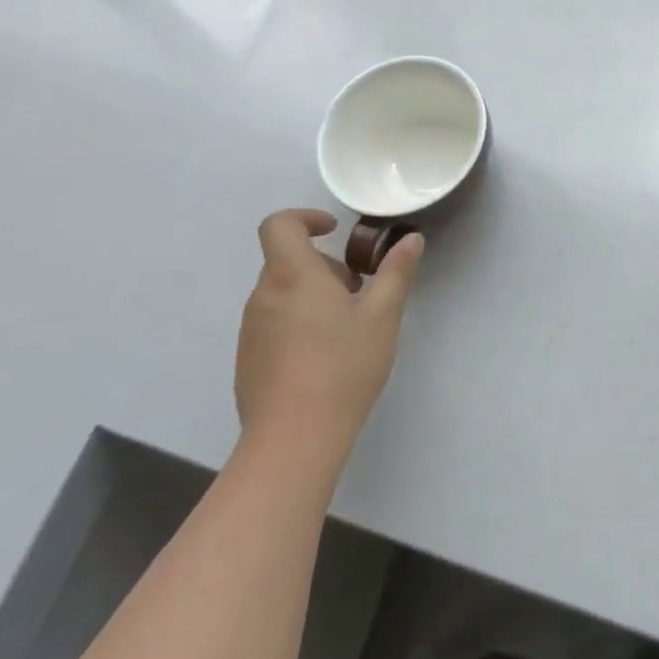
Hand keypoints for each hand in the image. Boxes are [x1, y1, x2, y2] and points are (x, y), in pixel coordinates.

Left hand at [235, 210, 422, 454]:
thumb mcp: (382, 316)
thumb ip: (396, 272)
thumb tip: (411, 239)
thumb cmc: (343, 367)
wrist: (294, 440)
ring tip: (346, 328)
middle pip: (287, 261)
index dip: (305, 218)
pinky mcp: (248, 360)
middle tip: (358, 292)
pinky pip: (273, 324)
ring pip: (282, 293)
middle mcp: (264, 295)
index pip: (279, 224)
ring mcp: (251, 330)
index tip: (334, 230)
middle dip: (324, 266)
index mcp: (293, 275)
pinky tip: (324, 359)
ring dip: (312, 295)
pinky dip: (298, 323)